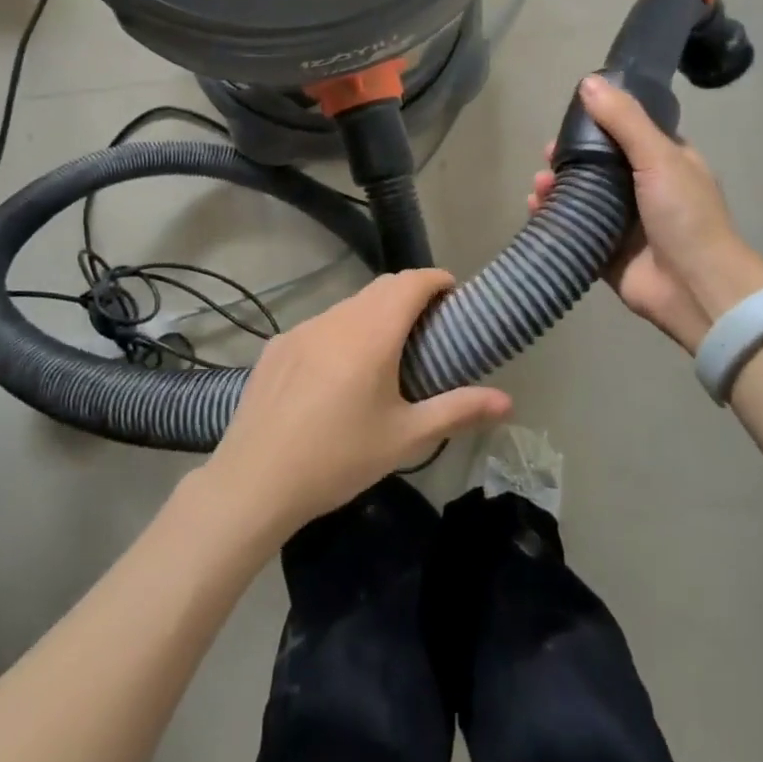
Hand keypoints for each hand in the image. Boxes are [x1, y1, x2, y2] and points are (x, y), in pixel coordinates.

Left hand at [204, 269, 511, 534]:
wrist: (255, 481)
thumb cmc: (339, 458)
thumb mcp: (405, 438)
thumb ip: (459, 410)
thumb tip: (508, 401)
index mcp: (372, 333)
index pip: (411, 282)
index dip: (437, 280)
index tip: (454, 295)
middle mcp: (336, 319)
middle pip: (380, 287)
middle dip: (410, 294)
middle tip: (429, 327)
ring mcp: (301, 330)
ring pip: (348, 306)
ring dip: (373, 314)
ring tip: (385, 353)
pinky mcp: (276, 347)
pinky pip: (319, 326)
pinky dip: (341, 333)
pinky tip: (337, 375)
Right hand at [530, 75, 762, 353]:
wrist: (694, 286)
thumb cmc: (684, 215)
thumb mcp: (658, 156)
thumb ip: (624, 120)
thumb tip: (587, 83)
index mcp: (666, 163)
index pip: (628, 133)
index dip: (599, 124)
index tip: (569, 120)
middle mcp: (645, 190)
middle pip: (599, 166)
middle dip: (570, 158)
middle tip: (547, 155)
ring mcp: (624, 224)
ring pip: (582, 197)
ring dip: (556, 187)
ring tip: (538, 185)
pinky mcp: (605, 252)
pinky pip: (573, 229)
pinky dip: (553, 218)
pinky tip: (534, 208)